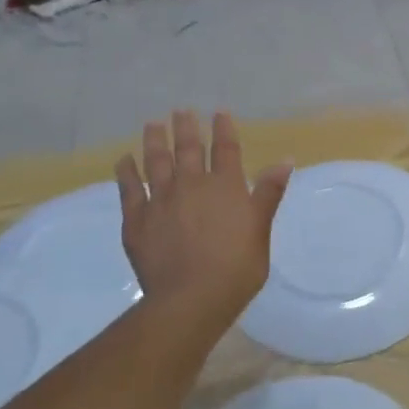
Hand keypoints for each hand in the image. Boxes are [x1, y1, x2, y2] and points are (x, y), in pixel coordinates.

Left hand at [114, 111, 291, 336]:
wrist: (191, 298)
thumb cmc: (236, 267)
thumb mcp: (261, 230)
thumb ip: (268, 193)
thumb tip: (285, 160)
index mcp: (226, 187)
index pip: (226, 150)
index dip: (224, 129)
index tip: (219, 112)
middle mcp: (192, 185)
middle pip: (189, 149)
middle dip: (186, 128)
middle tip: (181, 110)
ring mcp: (161, 200)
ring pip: (156, 161)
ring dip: (155, 140)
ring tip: (153, 123)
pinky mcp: (136, 219)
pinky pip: (129, 188)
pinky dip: (126, 171)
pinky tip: (123, 160)